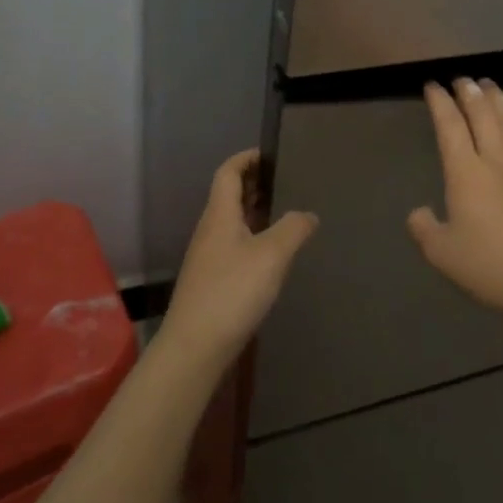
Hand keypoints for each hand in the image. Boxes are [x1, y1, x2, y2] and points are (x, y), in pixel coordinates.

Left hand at [160, 150, 317, 372]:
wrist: (194, 348)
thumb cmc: (232, 291)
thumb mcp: (272, 255)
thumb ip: (294, 228)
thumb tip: (308, 215)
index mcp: (219, 214)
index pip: (228, 172)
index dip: (246, 158)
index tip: (270, 154)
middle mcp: (209, 230)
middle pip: (228, 195)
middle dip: (254, 184)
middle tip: (285, 182)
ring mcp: (207, 257)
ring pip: (231, 222)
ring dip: (254, 212)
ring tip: (284, 214)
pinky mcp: (210, 281)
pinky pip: (233, 245)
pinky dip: (252, 237)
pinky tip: (270, 255)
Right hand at [408, 80, 502, 324]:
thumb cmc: (488, 266)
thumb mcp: (440, 253)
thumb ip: (423, 228)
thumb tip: (419, 212)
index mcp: (466, 172)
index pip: (450, 126)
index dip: (440, 103)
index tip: (433, 85)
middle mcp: (497, 161)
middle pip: (484, 116)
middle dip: (470, 93)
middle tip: (462, 79)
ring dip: (499, 102)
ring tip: (491, 86)